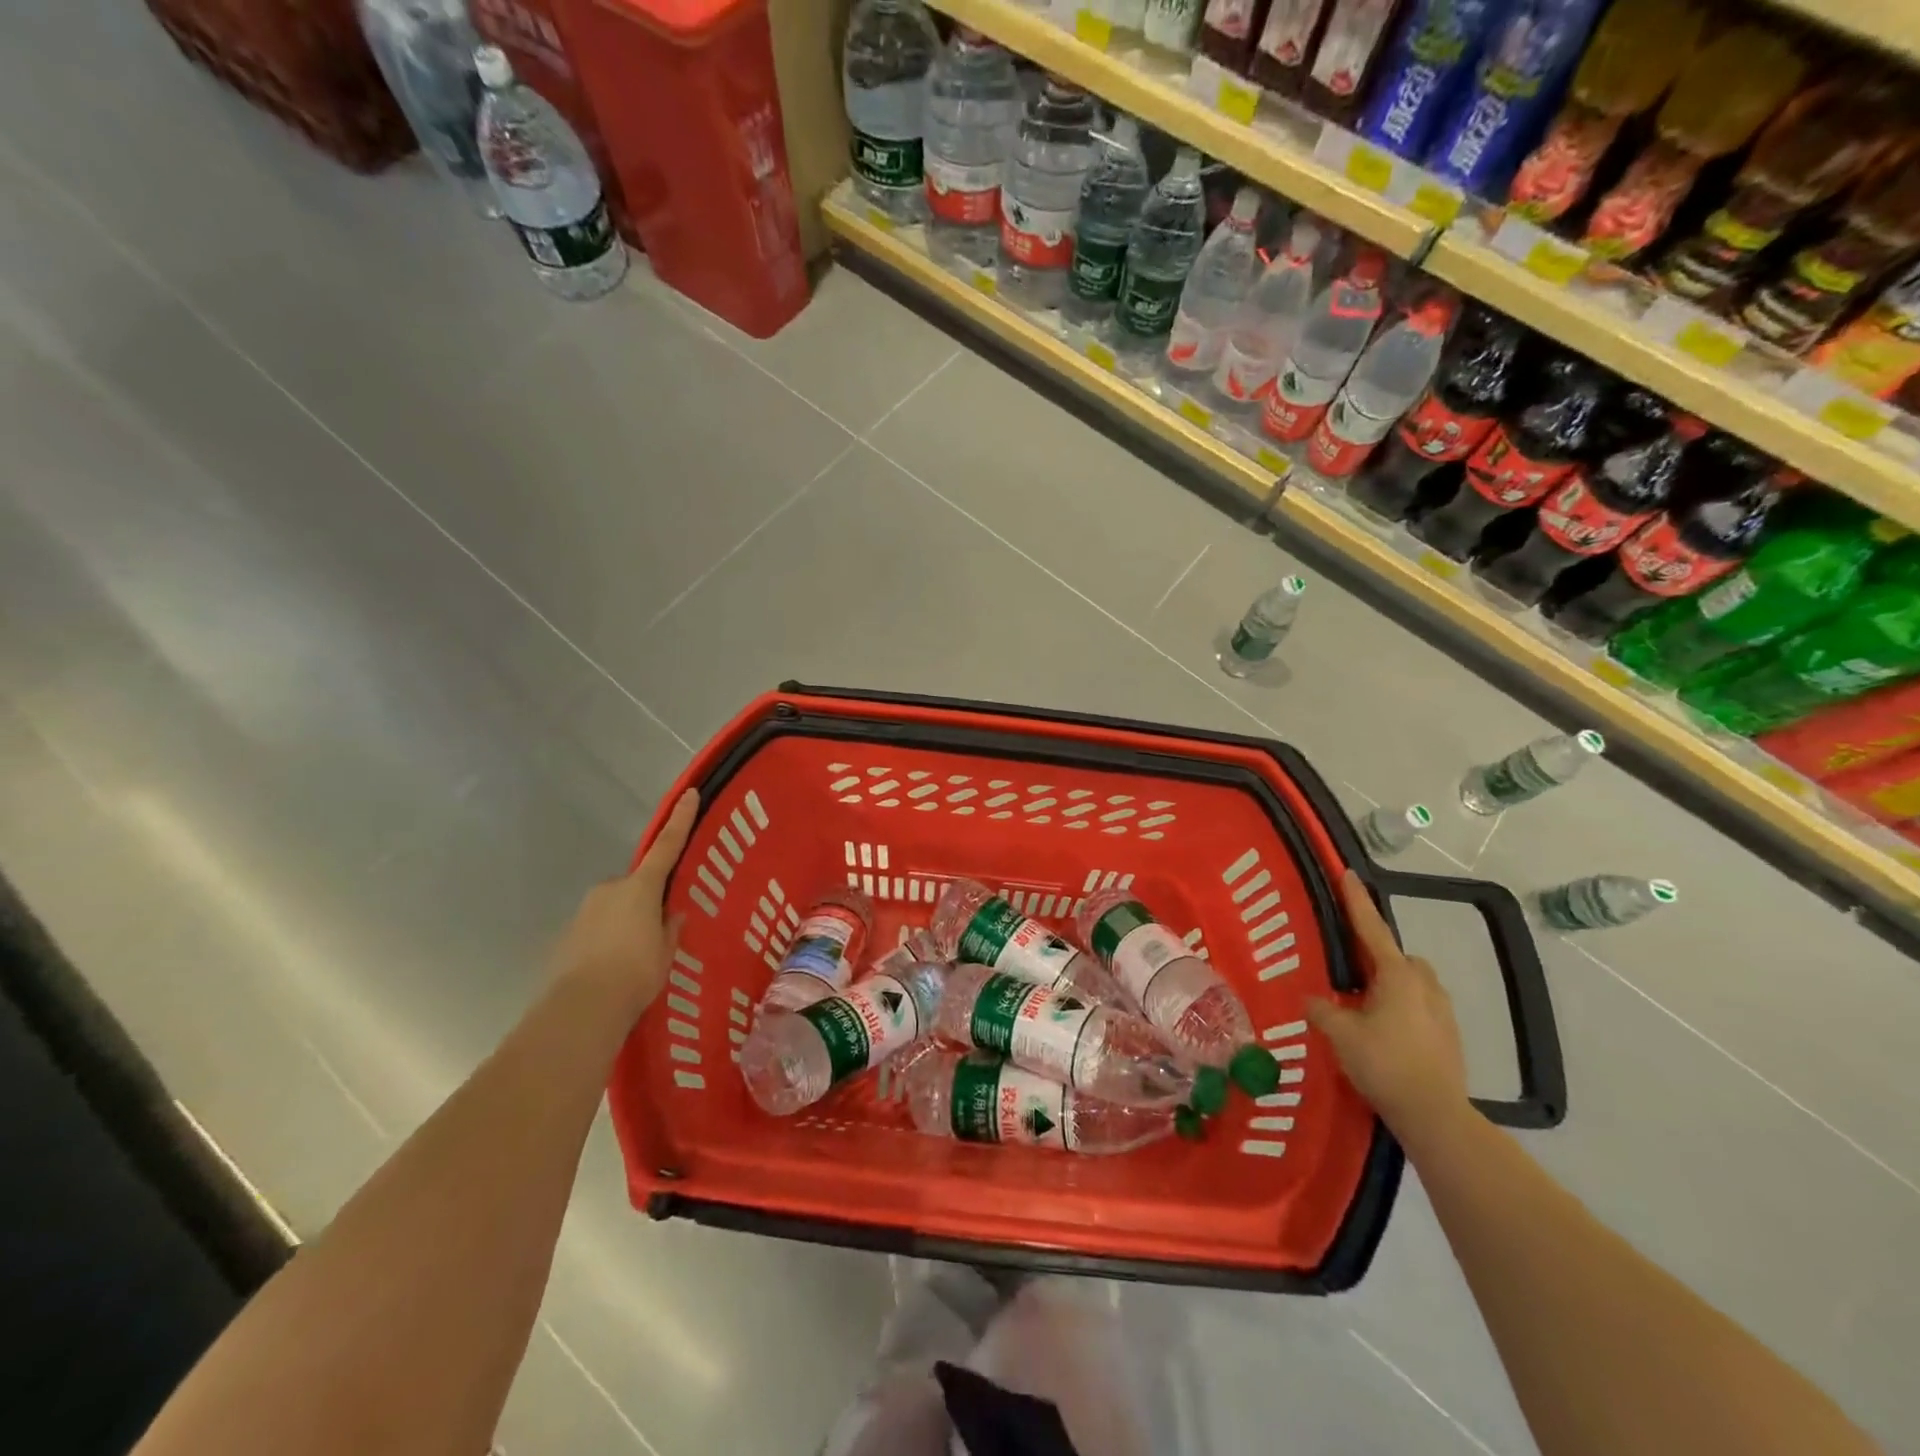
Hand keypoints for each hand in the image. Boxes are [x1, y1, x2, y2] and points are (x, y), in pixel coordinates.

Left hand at [548, 788, 697, 1016]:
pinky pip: (595, 930)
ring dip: (624, 925)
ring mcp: (584, 911)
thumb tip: (671, 915)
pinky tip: (612, 970)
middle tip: (657, 933)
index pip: (667, 846)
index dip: (680, 820)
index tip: (689, 793)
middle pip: (635, 886)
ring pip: (614, 909)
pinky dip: (605, 943)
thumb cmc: (635, 973)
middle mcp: (610, 890)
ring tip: (633, 961)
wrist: (581, 1008)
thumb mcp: (665, 952)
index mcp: (641, 888)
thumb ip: (669, 930)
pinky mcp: (567, 935)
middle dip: (645, 903)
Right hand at [1307, 869, 1468, 1145]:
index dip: (1356, 900)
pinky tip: (1383, 1030)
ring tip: (1363, 1002)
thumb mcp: (1340, 1034)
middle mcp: (1423, 984)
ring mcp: (1441, 1010)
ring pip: (1412, 981)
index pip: (1371, 927)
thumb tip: (1310, 998)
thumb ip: (1322, 1009)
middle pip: (1397, 956)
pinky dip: (1400, 1006)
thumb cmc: (1384, 1064)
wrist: (1434, 1114)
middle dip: (1376, 955)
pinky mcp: (1448, 1035)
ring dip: (1390, 982)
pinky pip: (1419, 1005)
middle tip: (1348, 968)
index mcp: (1396, 975)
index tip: (1348, 873)